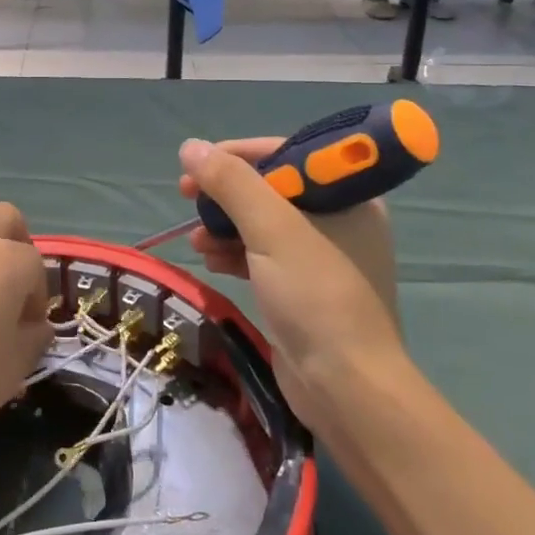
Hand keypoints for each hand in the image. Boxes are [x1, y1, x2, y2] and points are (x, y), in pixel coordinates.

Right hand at [177, 138, 408, 430]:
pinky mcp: (303, 287)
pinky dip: (234, 253)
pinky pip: (262, 255)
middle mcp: (339, 219)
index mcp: (348, 196)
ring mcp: (321, 256)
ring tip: (196, 241)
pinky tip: (210, 261)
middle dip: (225, 194)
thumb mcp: (271, 230)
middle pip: (270, 188)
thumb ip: (231, 184)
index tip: (197, 164)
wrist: (345, 388)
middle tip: (186, 196)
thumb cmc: (316, 296)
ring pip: (261, 224)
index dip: (237, 155)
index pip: (286, 155)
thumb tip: (190, 147)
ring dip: (224, 226)